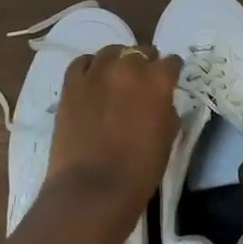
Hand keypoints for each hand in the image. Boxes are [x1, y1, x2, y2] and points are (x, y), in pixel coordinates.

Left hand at [45, 45, 180, 233]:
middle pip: (141, 52)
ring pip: (111, 51)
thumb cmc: (139, 172)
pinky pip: (82, 62)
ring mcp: (96, 72)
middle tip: (142, 82)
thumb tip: (161, 101)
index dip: (171, 71)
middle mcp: (128, 67)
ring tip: (116, 77)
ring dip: (118, 61)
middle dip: (145, 64)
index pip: (171, 62)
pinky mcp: (71, 83)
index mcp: (157, 81)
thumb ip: (167, 110)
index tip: (169, 80)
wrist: (91, 191)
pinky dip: (90, 67)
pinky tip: (92, 79)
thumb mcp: (167, 139)